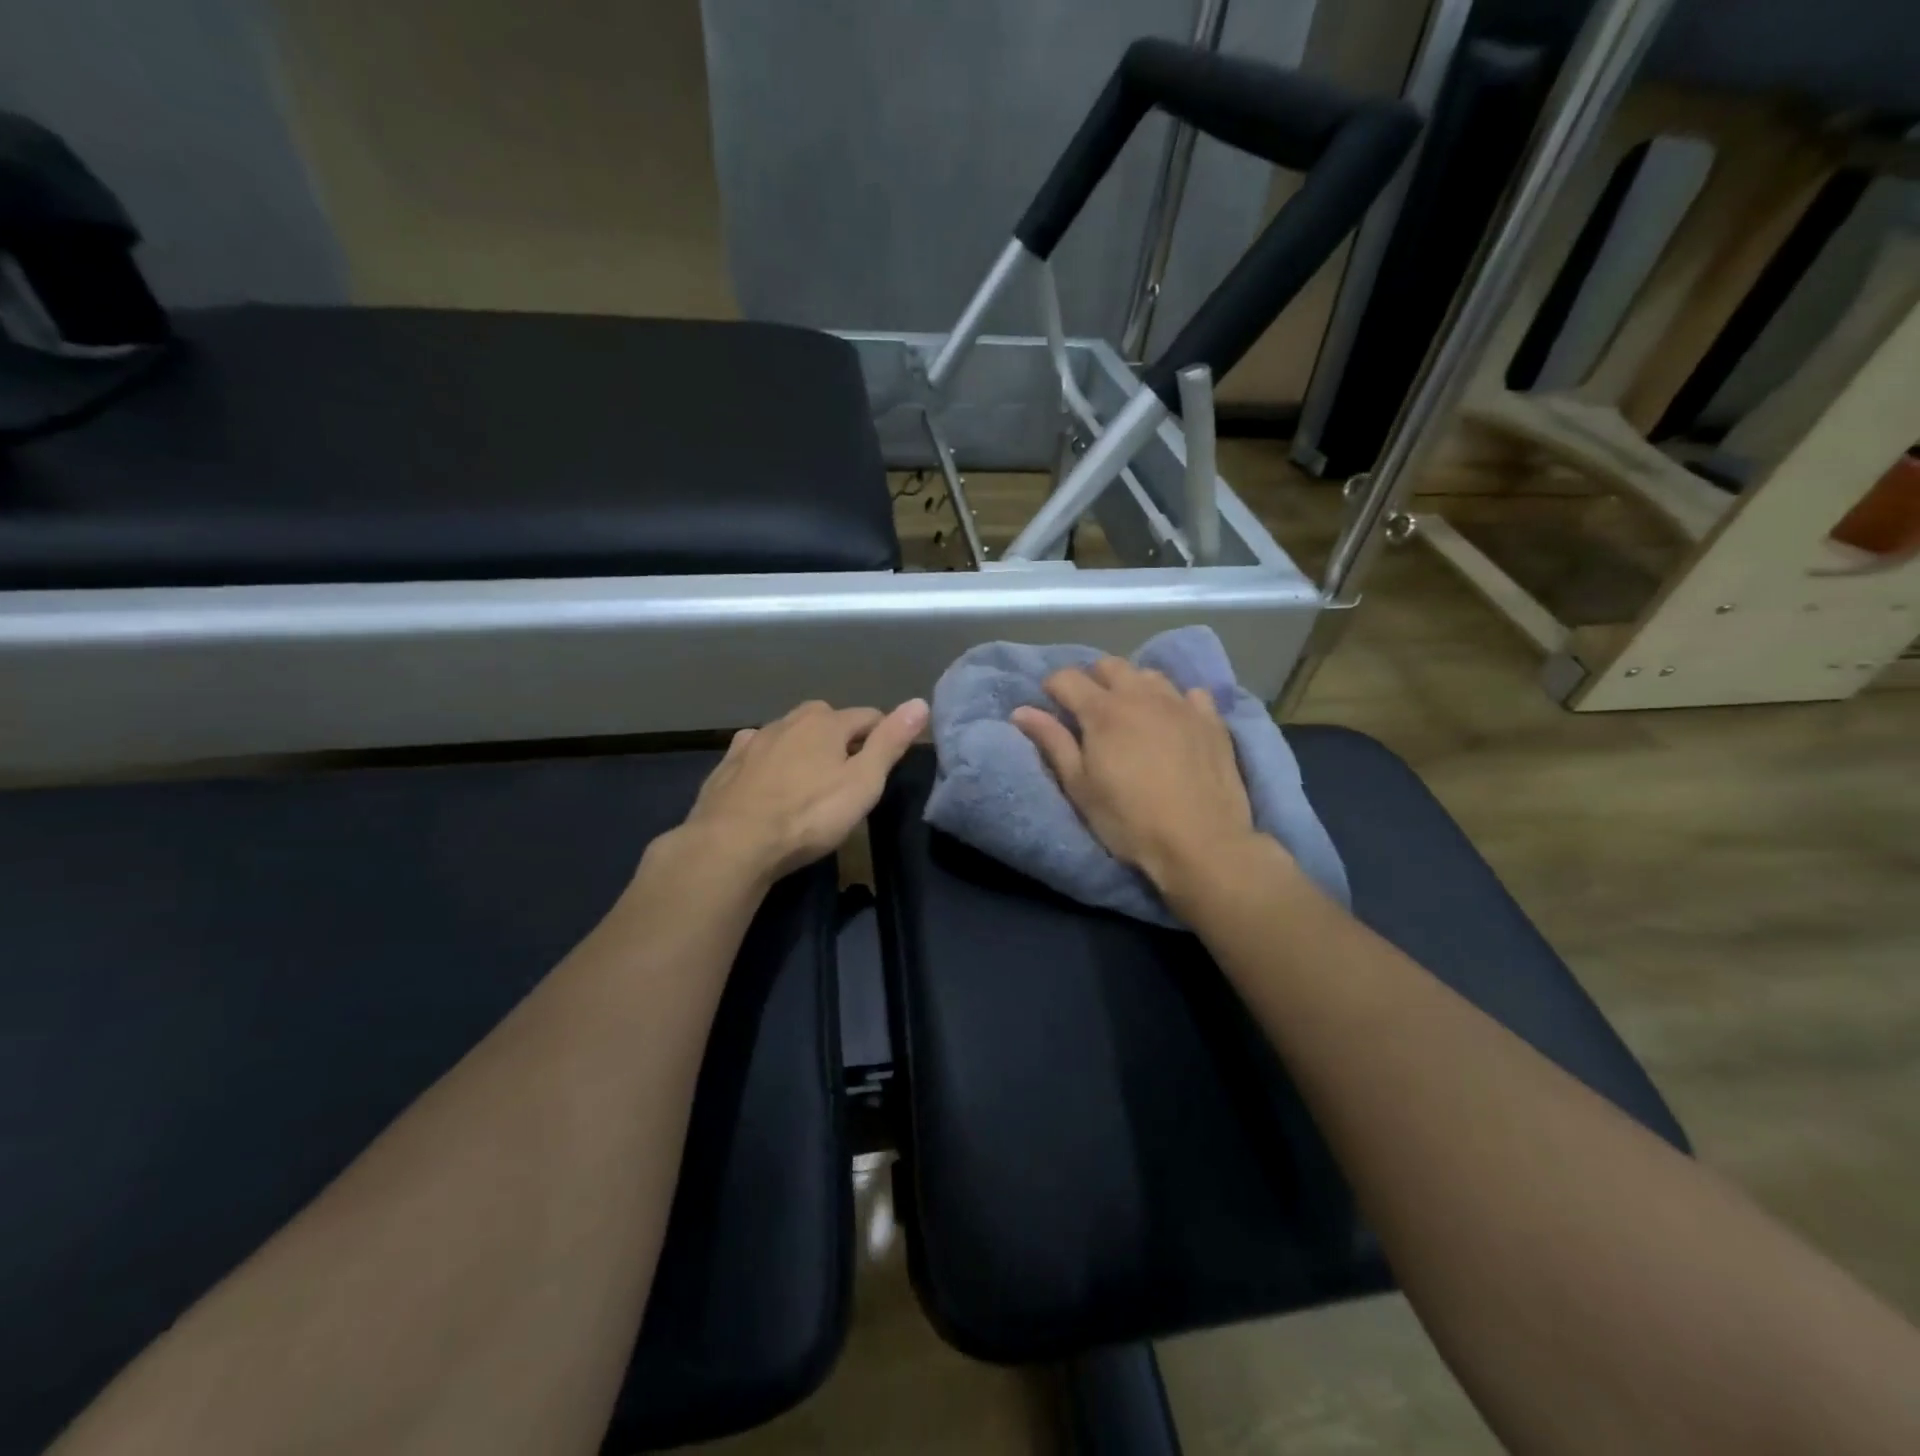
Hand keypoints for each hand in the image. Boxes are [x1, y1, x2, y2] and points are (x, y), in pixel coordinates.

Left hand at [677, 698, 928, 884]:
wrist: (732, 843)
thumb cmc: (809, 816)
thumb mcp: (863, 783)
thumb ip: (890, 742)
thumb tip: (920, 702)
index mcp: (826, 722)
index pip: (869, 716)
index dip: (883, 736)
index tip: (885, 763)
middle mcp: (789, 720)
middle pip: (827, 719)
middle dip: (841, 738)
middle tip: (848, 774)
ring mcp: (754, 739)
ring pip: (790, 733)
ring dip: (804, 747)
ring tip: (810, 780)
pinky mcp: (728, 763)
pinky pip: (759, 752)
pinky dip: (770, 760)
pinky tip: (769, 783)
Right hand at [1012, 657, 1262, 897]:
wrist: (1201, 843)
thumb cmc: (1129, 820)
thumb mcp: (1080, 787)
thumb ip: (1052, 742)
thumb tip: (1021, 711)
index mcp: (1103, 711)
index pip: (1068, 678)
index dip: (1053, 688)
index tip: (1052, 706)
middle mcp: (1141, 695)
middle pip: (1110, 665)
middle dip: (1093, 679)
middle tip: (1089, 710)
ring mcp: (1181, 704)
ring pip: (1150, 675)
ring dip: (1133, 686)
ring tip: (1131, 713)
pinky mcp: (1212, 721)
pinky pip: (1192, 694)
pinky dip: (1177, 701)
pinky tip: (1175, 721)